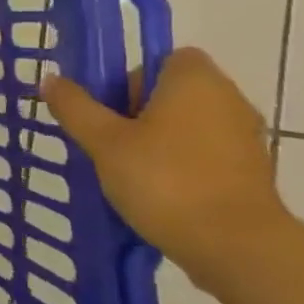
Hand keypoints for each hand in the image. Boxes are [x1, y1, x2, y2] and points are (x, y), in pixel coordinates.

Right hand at [42, 48, 283, 281]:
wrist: (236, 246)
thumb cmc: (165, 180)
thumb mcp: (103, 141)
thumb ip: (75, 107)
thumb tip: (51, 79)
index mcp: (195, 81)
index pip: (166, 57)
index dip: (134, 76)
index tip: (111, 106)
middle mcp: (229, 99)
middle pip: (175, 91)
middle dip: (140, 109)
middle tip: (110, 139)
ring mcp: (246, 137)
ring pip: (190, 124)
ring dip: (160, 138)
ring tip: (128, 168)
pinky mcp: (252, 172)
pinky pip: (207, 152)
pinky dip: (183, 163)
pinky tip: (159, 191)